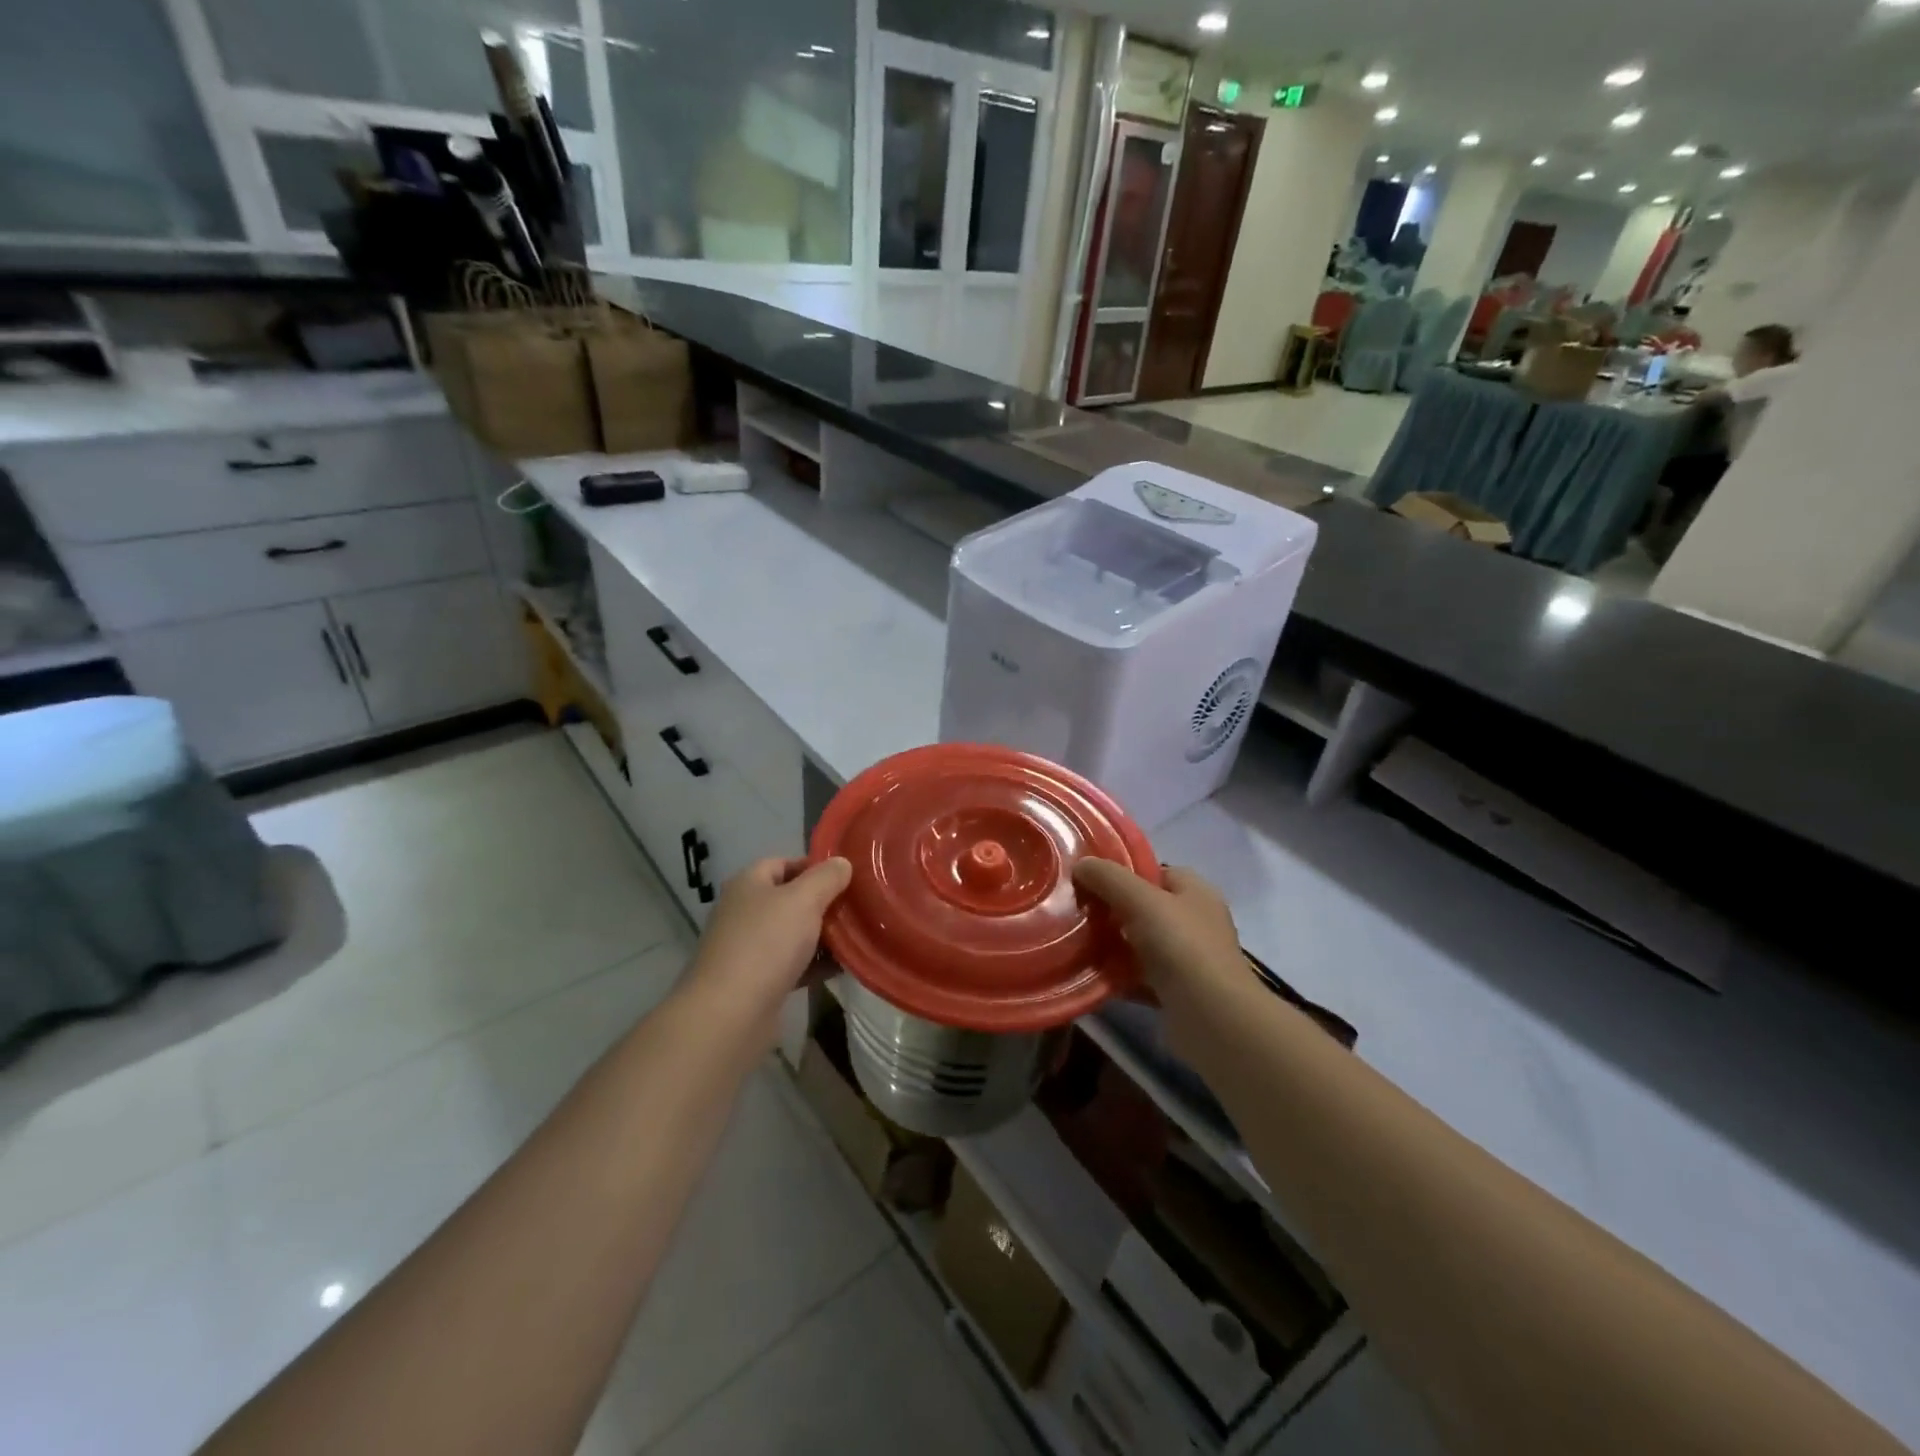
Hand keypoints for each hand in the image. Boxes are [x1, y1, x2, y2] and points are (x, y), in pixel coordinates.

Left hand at [686, 857, 851, 1020]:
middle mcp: (744, 912)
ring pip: (793, 933)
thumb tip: (842, 863)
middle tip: (857, 907)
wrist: (730, 1013)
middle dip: (823, 903)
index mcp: (748, 884)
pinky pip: (793, 964)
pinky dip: (815, 964)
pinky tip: (842, 967)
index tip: (846, 877)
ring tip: (856, 936)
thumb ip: (826, 877)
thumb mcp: (803, 899)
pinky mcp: (757, 982)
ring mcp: (749, 949)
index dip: (814, 867)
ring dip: (822, 936)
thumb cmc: (766, 943)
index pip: (783, 864)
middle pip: (789, 899)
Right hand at [1071, 860, 1242, 995]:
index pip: (1155, 871)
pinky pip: (1138, 976)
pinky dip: (1117, 976)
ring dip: (1110, 944)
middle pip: (1144, 907)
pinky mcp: (1175, 992)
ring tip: (1074, 941)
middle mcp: (1194, 921)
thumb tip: (1081, 864)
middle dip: (1111, 909)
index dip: (1122, 872)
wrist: (1212, 1019)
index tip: (1087, 879)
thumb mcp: (1141, 900)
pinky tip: (1089, 974)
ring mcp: (1187, 959)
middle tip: (1075, 910)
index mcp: (1195, 892)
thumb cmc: (1182, 946)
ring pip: (1138, 943)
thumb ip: (1109, 878)